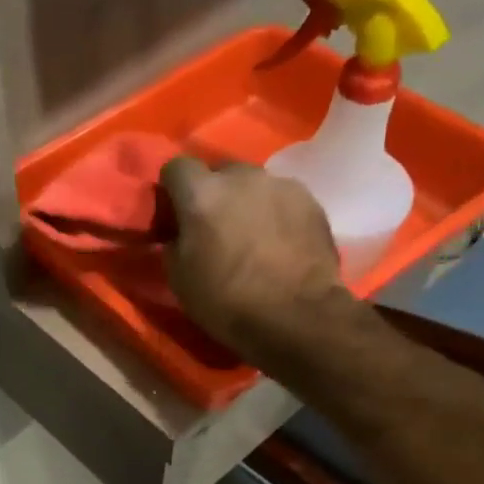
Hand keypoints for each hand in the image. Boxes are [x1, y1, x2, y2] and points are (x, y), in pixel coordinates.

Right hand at [160, 157, 344, 356]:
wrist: (297, 316)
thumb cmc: (226, 300)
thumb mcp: (178, 277)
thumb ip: (174, 241)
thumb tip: (178, 232)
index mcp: (202, 193)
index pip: (176, 166)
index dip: (172, 189)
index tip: (175, 214)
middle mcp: (241, 177)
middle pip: (219, 172)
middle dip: (213, 193)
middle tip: (214, 226)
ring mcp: (280, 184)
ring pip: (253, 184)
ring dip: (245, 202)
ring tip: (251, 235)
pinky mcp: (311, 200)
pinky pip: (281, 198)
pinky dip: (275, 213)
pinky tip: (278, 242)